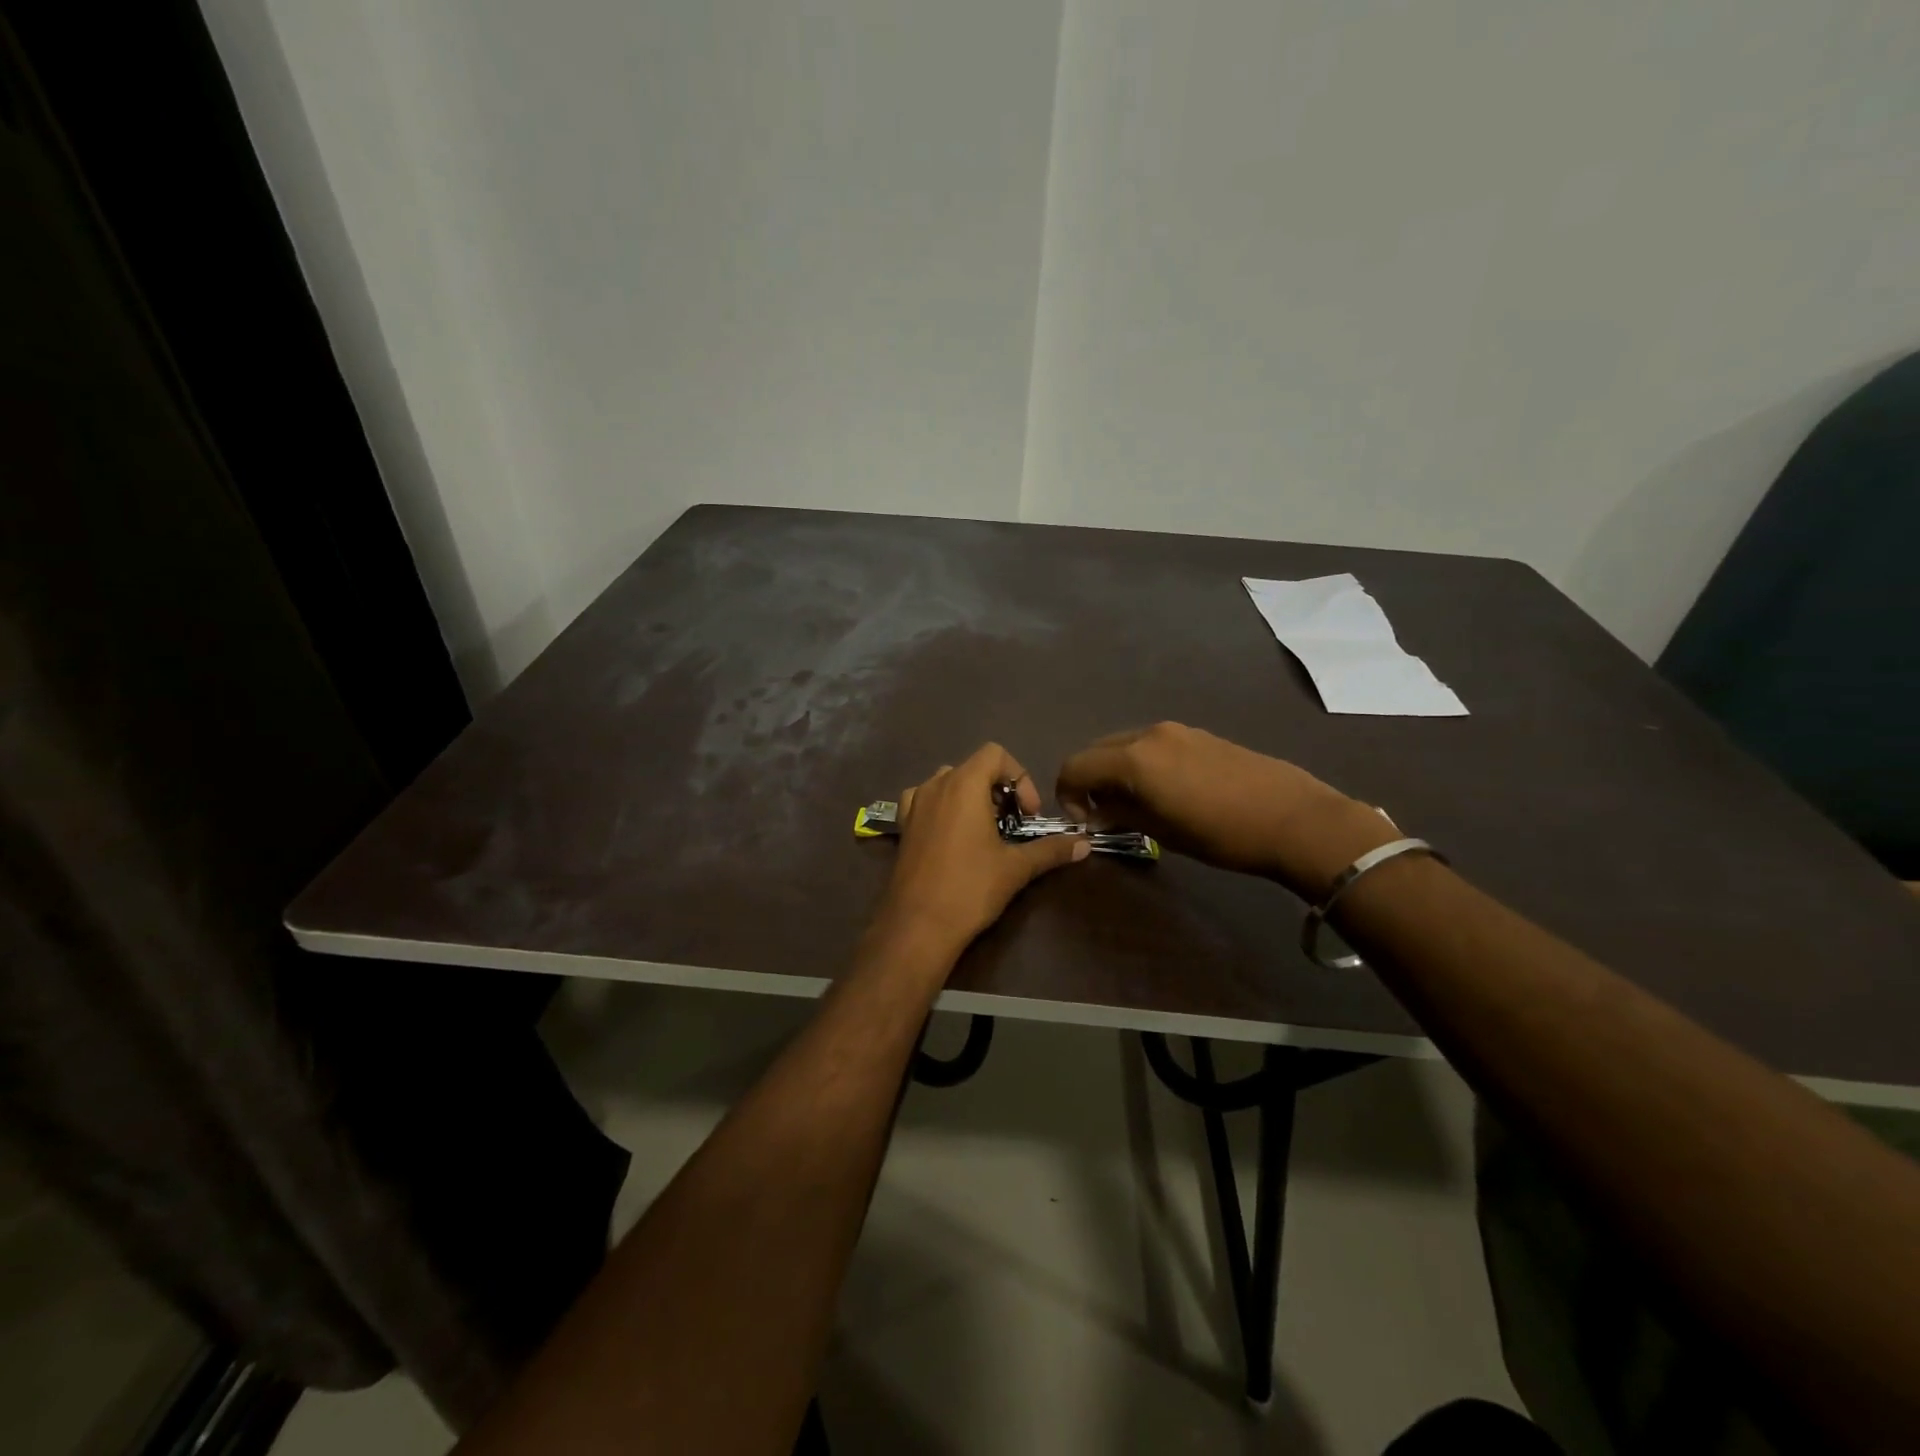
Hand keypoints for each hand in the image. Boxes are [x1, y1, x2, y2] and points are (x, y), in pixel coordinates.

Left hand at [878, 743, 1088, 952]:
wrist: (917, 925)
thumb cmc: (970, 888)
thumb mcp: (1016, 867)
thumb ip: (1051, 849)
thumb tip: (1085, 844)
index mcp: (963, 784)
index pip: (995, 754)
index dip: (1019, 777)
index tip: (1029, 813)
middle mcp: (935, 785)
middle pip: (974, 767)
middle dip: (999, 790)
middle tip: (1013, 824)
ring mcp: (914, 804)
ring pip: (949, 783)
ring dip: (972, 797)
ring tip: (986, 830)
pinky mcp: (903, 825)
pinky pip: (926, 800)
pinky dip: (945, 808)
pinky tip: (955, 836)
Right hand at [1056, 723, 1396, 897]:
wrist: (1295, 818)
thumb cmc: (1222, 834)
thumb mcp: (1162, 832)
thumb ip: (1120, 813)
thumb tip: (1097, 810)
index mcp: (1133, 758)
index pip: (1075, 766)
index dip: (1067, 794)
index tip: (1083, 820)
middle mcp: (1148, 734)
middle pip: (1096, 750)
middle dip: (1089, 780)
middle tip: (1104, 814)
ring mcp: (1176, 730)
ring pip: (1124, 745)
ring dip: (1116, 771)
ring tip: (1136, 804)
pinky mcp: (1198, 734)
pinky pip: (1152, 744)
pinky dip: (1141, 763)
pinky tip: (1166, 791)